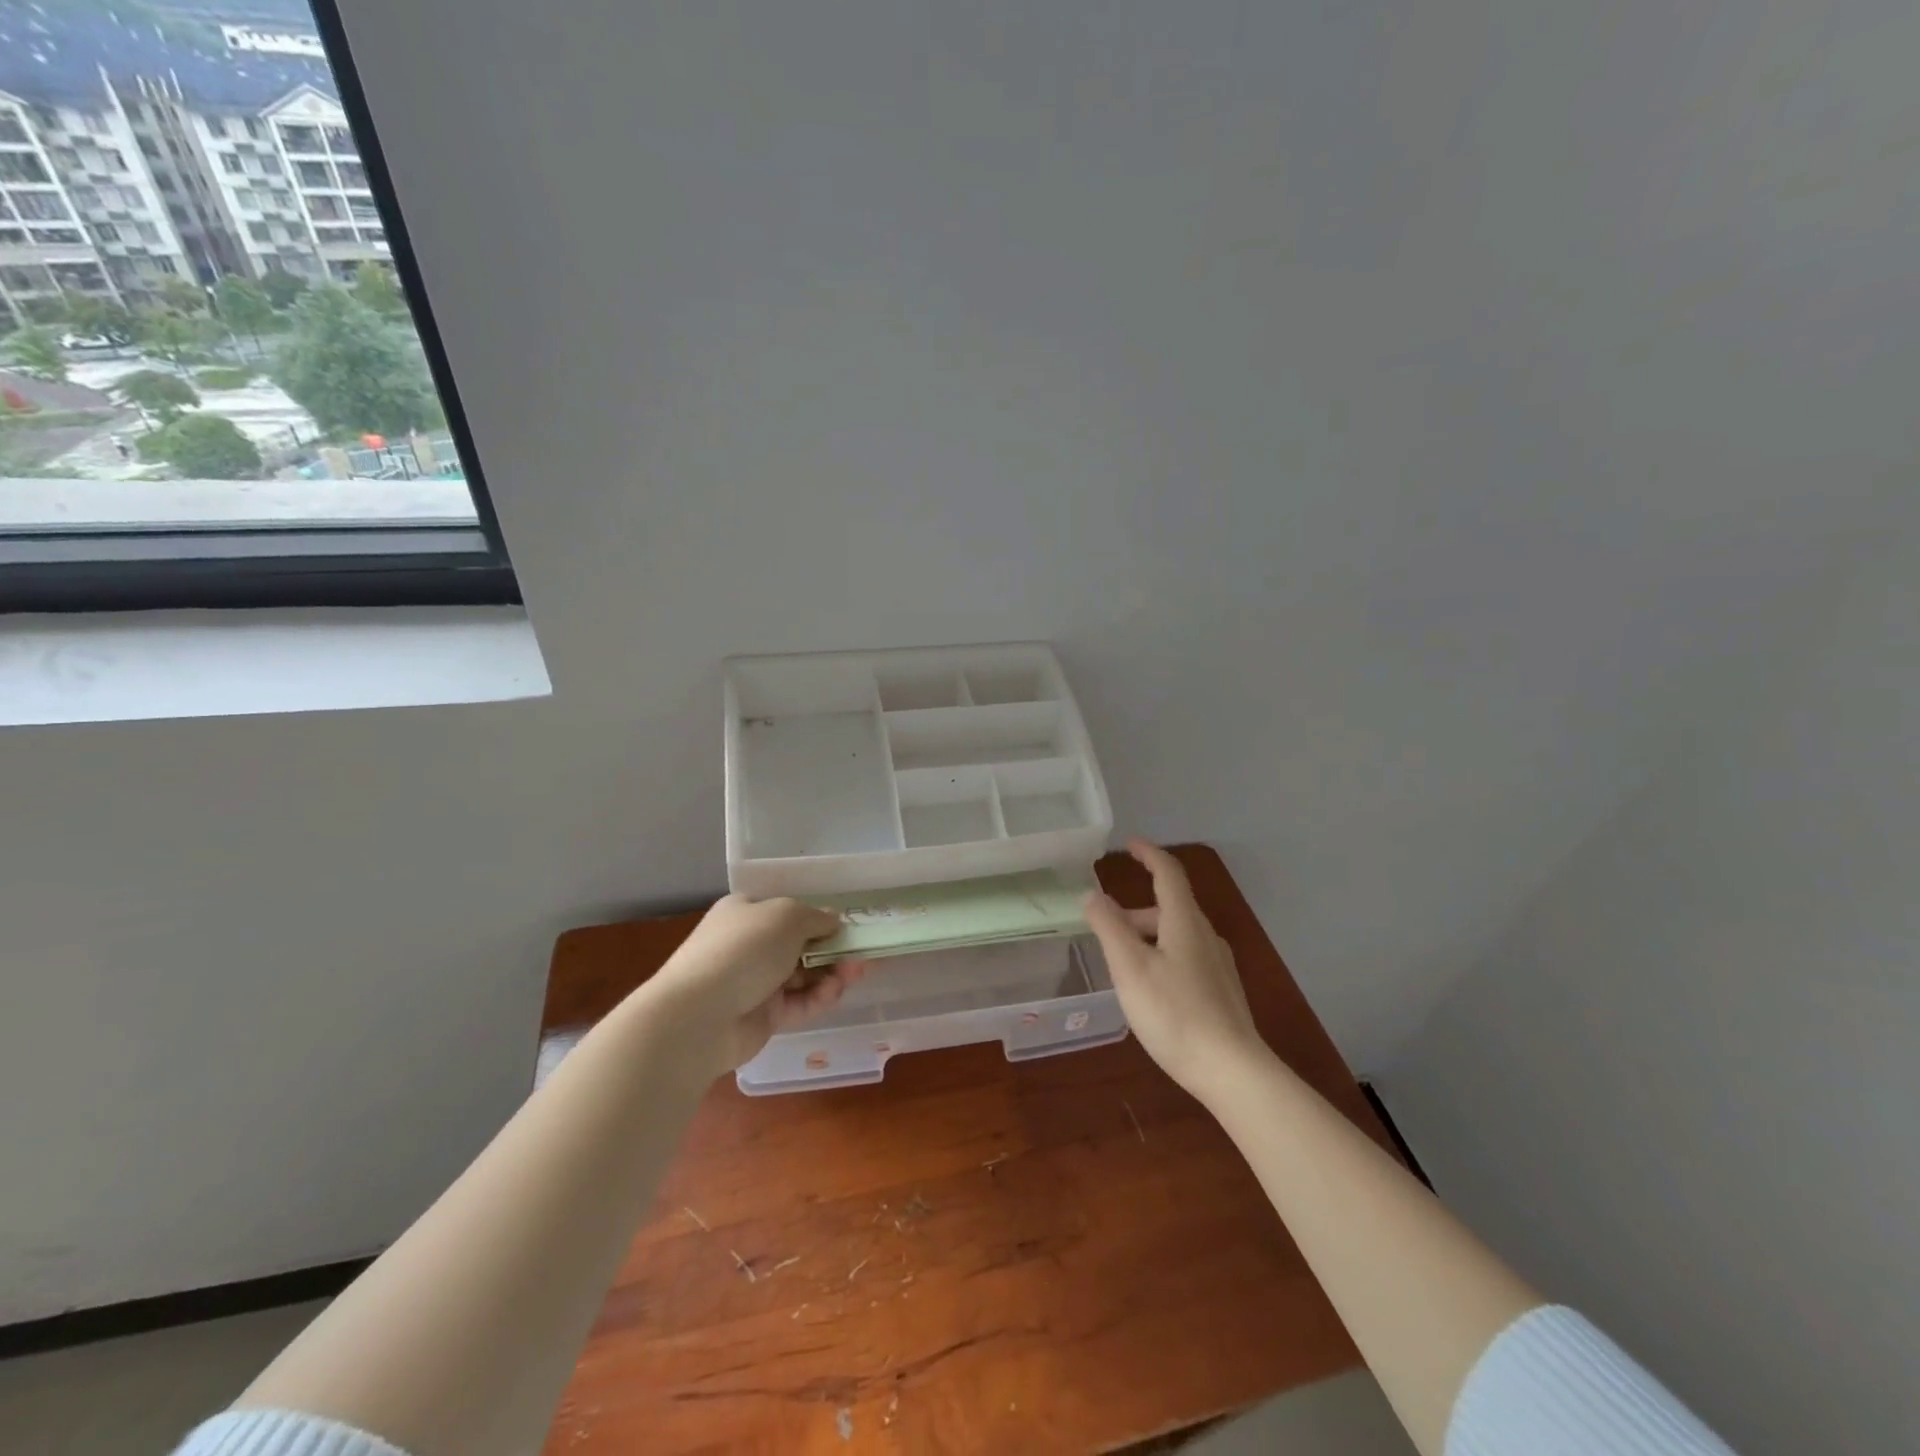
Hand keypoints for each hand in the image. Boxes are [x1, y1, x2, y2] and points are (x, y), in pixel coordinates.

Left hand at [640, 895, 864, 1074]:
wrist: (698, 1017)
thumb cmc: (743, 949)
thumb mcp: (787, 916)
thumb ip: (816, 917)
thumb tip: (834, 922)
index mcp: (746, 912)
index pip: (787, 911)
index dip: (819, 917)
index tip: (848, 926)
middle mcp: (750, 945)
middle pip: (800, 944)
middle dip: (833, 948)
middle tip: (862, 953)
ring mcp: (755, 982)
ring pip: (804, 974)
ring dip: (832, 972)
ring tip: (857, 972)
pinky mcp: (763, 1016)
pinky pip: (799, 1003)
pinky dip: (819, 997)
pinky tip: (835, 992)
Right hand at [1083, 840, 1268, 1103]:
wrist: (1232, 1070)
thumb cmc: (1174, 1013)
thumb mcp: (1130, 968)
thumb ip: (1109, 927)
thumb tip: (1093, 894)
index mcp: (1184, 922)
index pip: (1168, 873)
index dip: (1148, 854)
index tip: (1129, 844)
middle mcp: (1205, 935)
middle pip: (1169, 907)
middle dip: (1135, 910)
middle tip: (1104, 927)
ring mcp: (1218, 964)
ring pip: (1177, 934)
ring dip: (1147, 935)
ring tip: (1121, 963)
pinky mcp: (1222, 991)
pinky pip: (1186, 957)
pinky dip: (1162, 955)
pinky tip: (1150, 988)